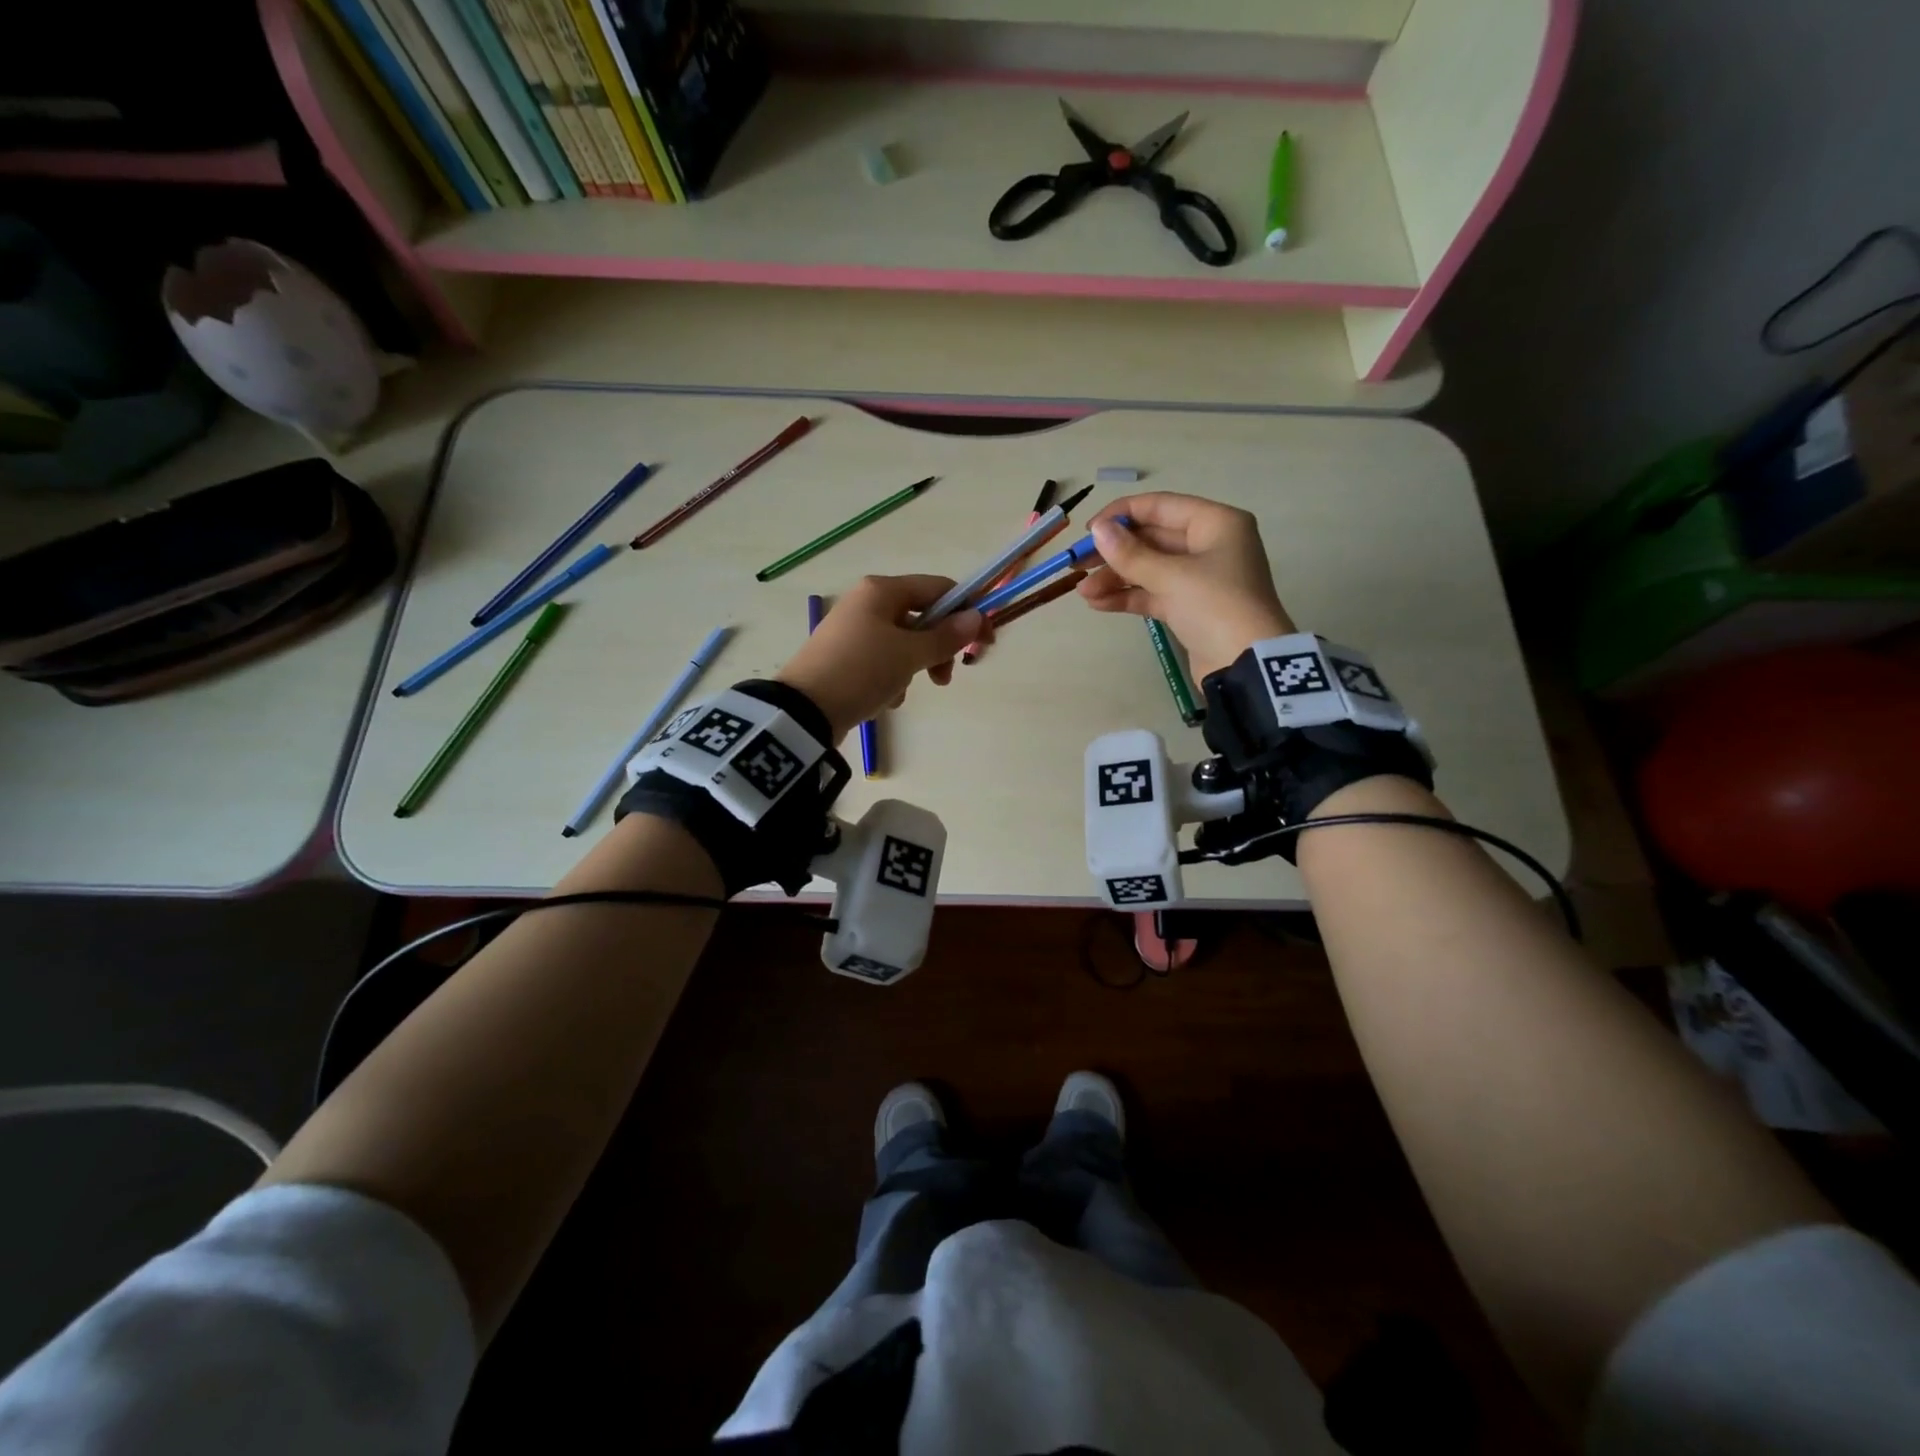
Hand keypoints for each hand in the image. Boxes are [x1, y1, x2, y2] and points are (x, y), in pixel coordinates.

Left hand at [777, 575, 984, 739]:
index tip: (984, 643)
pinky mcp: (845, 657)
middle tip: (945, 677)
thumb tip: (976, 617)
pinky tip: (884, 699)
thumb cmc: (862, 671)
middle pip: (921, 618)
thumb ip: (946, 636)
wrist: (804, 710)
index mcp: (882, 590)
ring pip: (903, 643)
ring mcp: (853, 630)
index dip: (966, 613)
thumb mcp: (909, 654)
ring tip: (904, 692)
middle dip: (938, 648)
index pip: (938, 588)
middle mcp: (866, 602)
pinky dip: (891, 678)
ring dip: (914, 667)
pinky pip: (882, 661)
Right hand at [1078, 493, 1294, 679]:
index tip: (1089, 530)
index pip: (1160, 506)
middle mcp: (1210, 544)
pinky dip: (1128, 596)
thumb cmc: (1215, 606)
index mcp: (1216, 523)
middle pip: (1152, 538)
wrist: (1247, 664)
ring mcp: (1200, 578)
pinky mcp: (1190, 608)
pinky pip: (1153, 593)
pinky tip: (1099, 604)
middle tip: (1077, 565)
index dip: (1121, 515)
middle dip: (1114, 553)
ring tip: (1083, 593)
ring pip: (1150, 568)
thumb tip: (1097, 530)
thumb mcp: (1171, 577)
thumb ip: (1130, 554)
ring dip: (1116, 578)